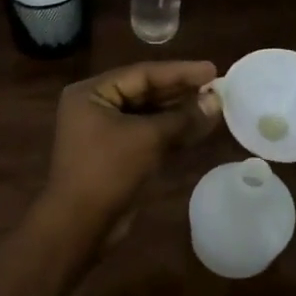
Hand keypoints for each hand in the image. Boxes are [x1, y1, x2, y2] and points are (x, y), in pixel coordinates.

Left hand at [43, 60, 219, 227]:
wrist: (80, 225)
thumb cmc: (107, 171)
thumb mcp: (148, 139)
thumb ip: (183, 118)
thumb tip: (216, 102)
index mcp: (92, 93)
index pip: (142, 74)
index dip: (180, 72)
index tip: (212, 69)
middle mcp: (95, 106)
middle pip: (145, 92)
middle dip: (181, 92)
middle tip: (216, 87)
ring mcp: (105, 131)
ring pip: (148, 114)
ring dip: (180, 112)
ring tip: (214, 106)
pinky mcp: (116, 154)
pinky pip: (148, 134)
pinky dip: (171, 132)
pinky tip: (199, 128)